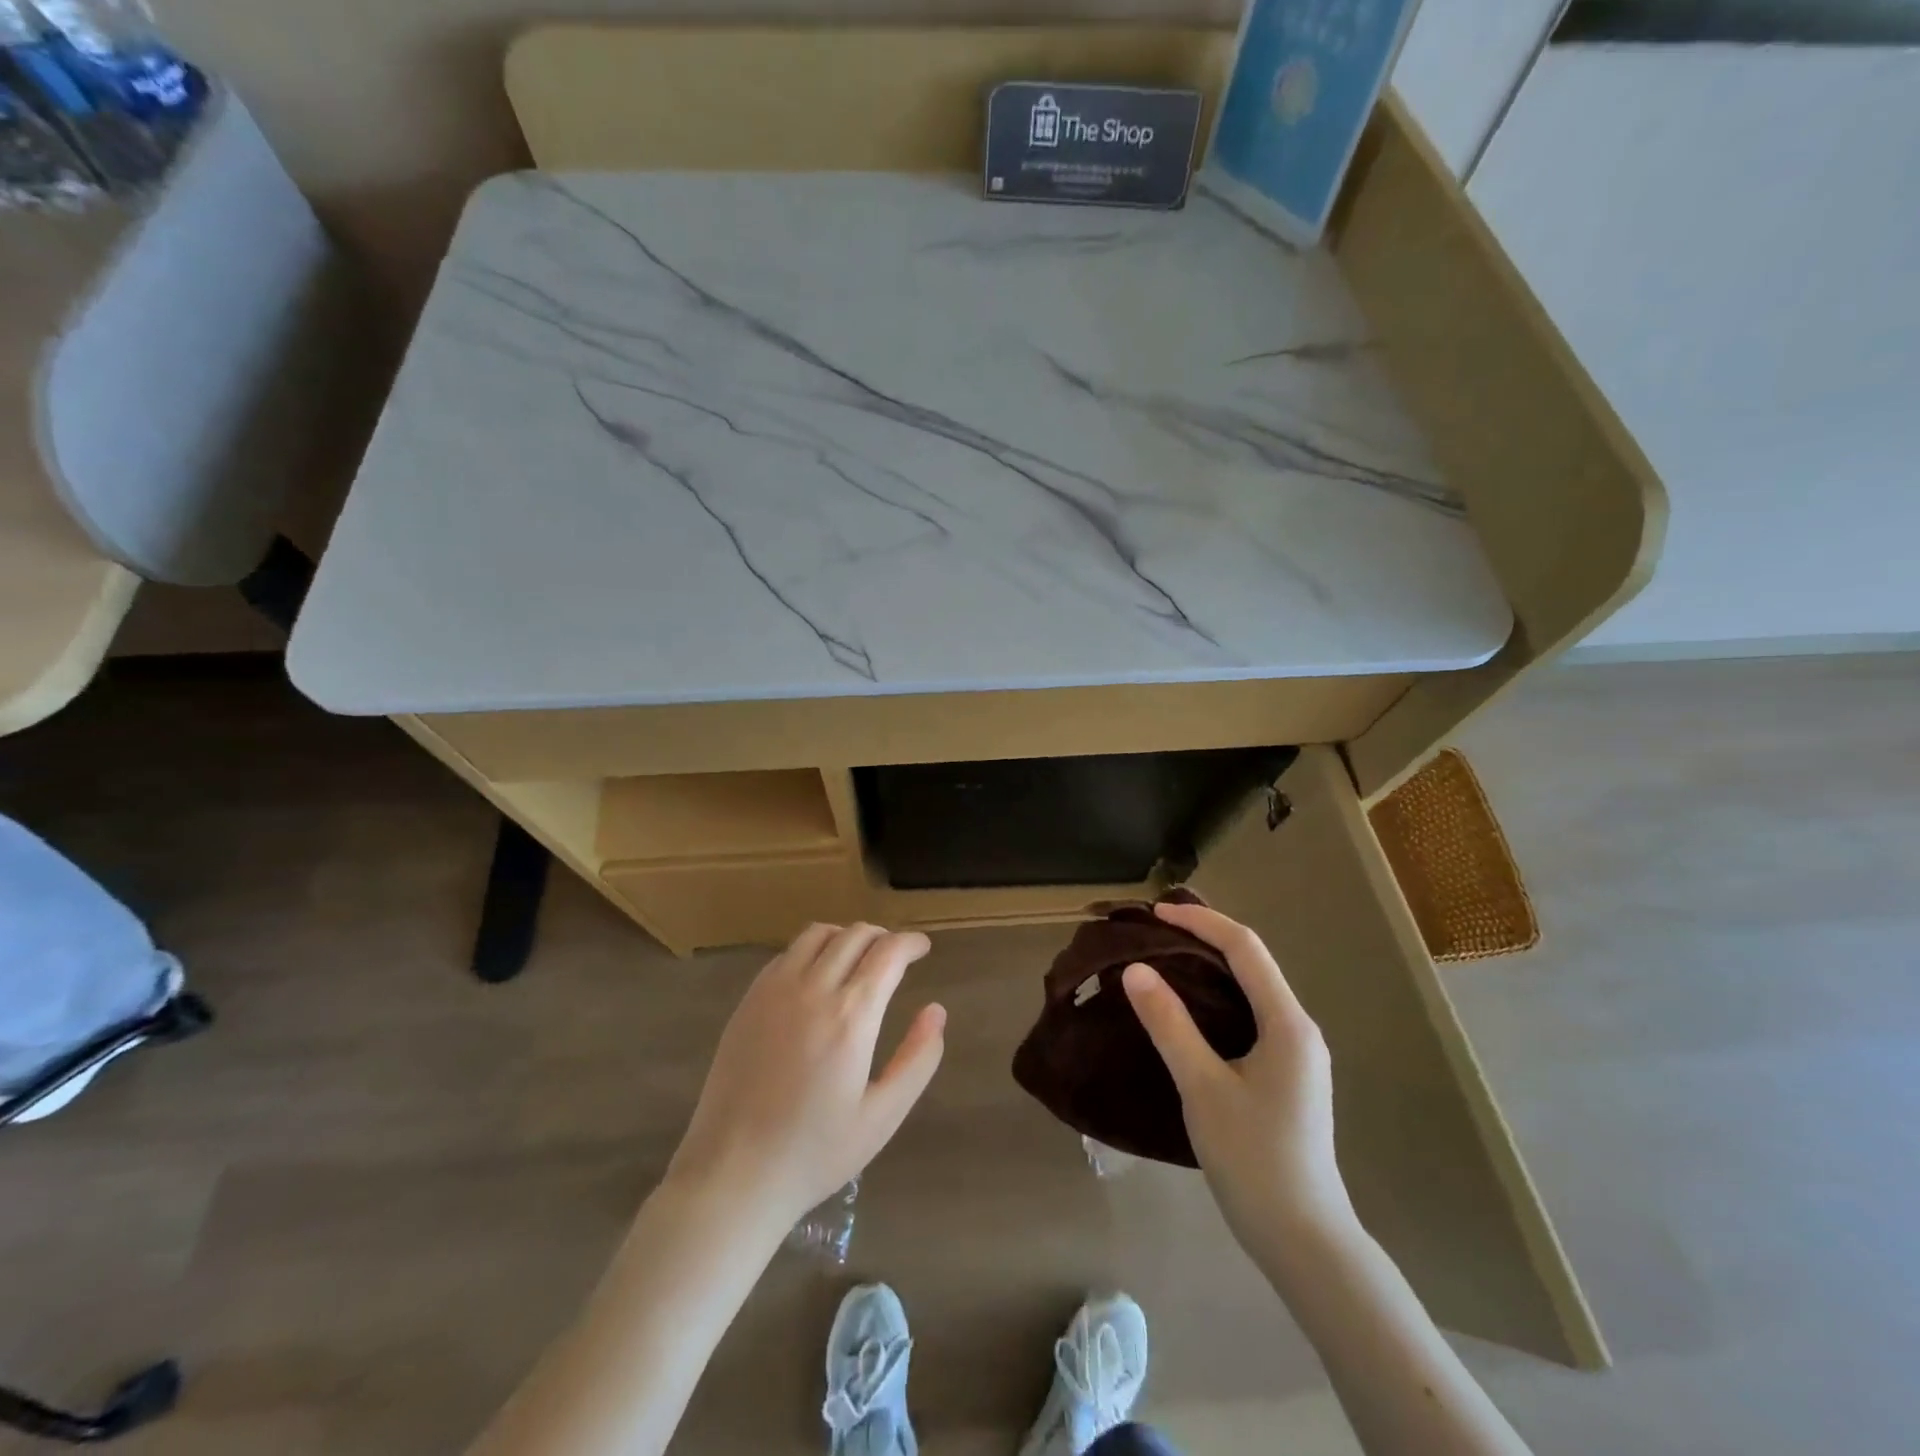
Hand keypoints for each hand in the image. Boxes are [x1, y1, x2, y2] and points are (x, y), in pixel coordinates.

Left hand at [666, 923, 945, 1223]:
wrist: (733, 1173)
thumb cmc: (815, 1152)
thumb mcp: (882, 1116)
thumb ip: (918, 1059)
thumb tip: (937, 1011)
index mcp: (851, 1016)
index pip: (888, 953)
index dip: (910, 943)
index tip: (923, 948)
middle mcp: (813, 989)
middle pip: (855, 935)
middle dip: (883, 937)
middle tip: (896, 955)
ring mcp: (775, 990)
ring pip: (818, 934)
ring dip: (846, 936)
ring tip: (859, 958)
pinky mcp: (749, 1000)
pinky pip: (787, 953)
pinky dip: (813, 949)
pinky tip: (817, 975)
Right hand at [1122, 902, 1351, 1240]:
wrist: (1303, 1239)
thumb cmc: (1253, 1159)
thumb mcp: (1203, 1087)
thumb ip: (1170, 1025)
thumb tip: (1136, 970)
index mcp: (1287, 1023)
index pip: (1244, 948)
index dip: (1200, 921)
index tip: (1155, 912)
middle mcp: (1299, 1028)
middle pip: (1252, 962)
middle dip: (1204, 938)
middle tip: (1153, 932)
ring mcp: (1297, 1053)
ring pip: (1251, 990)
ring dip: (1210, 967)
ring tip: (1163, 960)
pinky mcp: (1287, 1074)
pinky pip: (1250, 1015)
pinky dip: (1217, 998)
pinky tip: (1187, 1011)